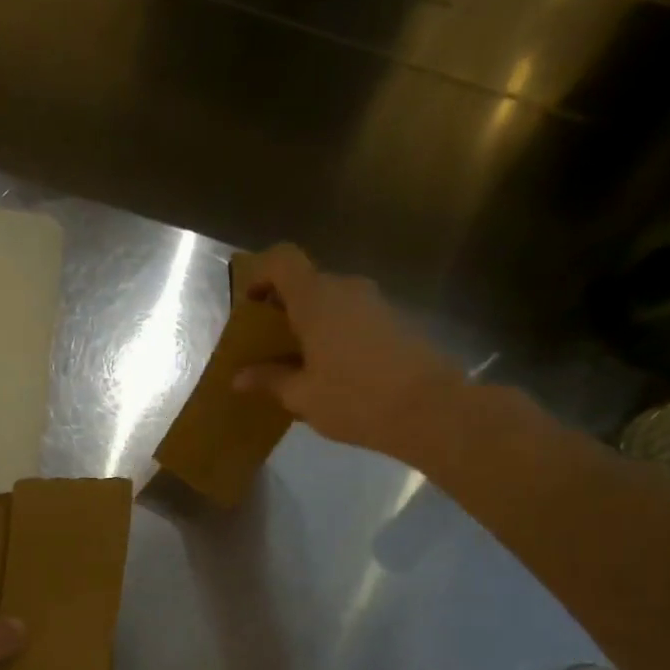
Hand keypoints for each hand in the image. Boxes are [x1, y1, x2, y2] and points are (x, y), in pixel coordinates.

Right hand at [232, 244, 468, 463]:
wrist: (430, 409)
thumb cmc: (355, 399)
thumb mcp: (302, 395)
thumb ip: (269, 380)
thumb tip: (239, 377)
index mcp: (316, 299)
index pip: (282, 260)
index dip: (260, 273)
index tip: (249, 304)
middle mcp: (346, 289)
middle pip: (306, 282)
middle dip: (282, 307)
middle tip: (267, 344)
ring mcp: (374, 303)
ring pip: (330, 301)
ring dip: (309, 323)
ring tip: (297, 363)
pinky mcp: (394, 321)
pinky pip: (351, 316)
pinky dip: (333, 333)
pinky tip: (329, 371)